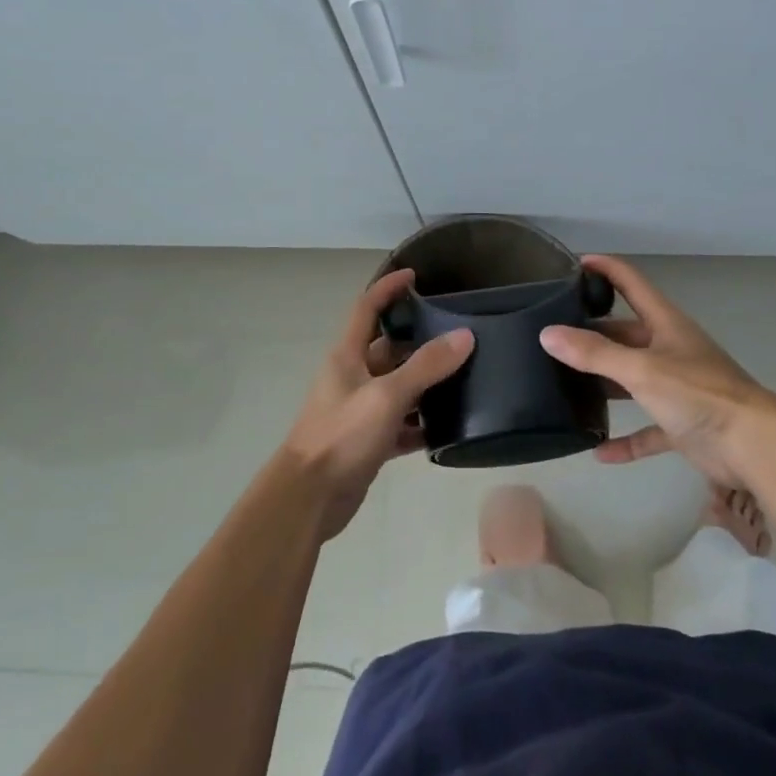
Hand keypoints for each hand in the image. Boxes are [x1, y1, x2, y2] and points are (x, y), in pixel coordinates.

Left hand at [283, 268, 473, 540]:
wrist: (308, 498)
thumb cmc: (341, 436)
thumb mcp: (386, 396)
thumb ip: (426, 366)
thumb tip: (465, 336)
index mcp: (347, 355)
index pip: (367, 308)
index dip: (388, 288)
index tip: (416, 276)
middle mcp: (353, 377)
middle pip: (389, 348)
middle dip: (420, 340)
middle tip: (460, 334)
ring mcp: (361, 410)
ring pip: (399, 387)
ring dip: (426, 384)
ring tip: (466, 377)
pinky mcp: (369, 441)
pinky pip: (401, 424)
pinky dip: (422, 424)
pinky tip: (451, 426)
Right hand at [539, 255, 775, 487]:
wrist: (752, 444)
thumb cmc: (697, 393)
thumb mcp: (640, 369)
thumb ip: (594, 353)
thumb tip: (547, 334)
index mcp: (665, 324)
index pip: (632, 284)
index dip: (605, 270)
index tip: (574, 264)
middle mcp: (670, 350)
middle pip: (625, 334)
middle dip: (593, 335)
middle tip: (553, 337)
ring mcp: (677, 388)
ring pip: (632, 380)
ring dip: (604, 385)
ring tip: (564, 385)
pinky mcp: (681, 424)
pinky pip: (646, 429)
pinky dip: (625, 439)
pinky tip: (598, 451)